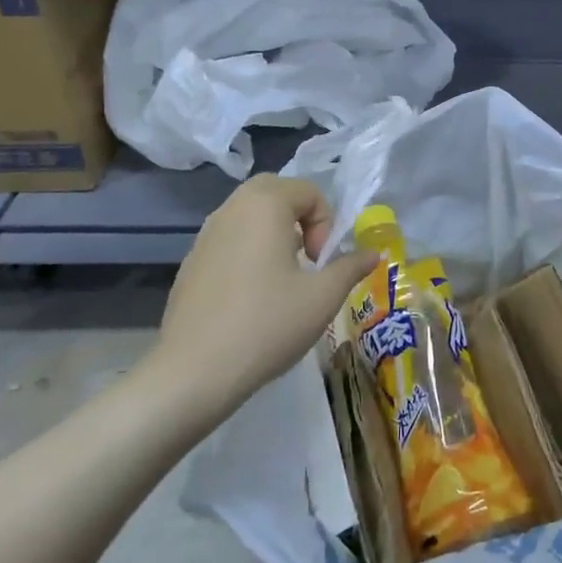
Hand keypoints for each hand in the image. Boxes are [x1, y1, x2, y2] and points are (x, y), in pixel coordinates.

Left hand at [144, 175, 378, 416]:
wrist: (193, 372)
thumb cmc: (267, 324)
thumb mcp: (322, 297)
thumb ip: (350, 267)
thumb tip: (372, 253)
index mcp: (264, 206)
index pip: (308, 190)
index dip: (326, 222)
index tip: (323, 262)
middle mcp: (230, 210)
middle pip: (273, 191)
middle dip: (299, 217)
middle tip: (307, 257)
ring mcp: (204, 236)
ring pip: (247, 215)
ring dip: (273, 233)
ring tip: (283, 278)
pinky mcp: (189, 264)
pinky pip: (228, 241)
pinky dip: (248, 252)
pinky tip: (251, 298)